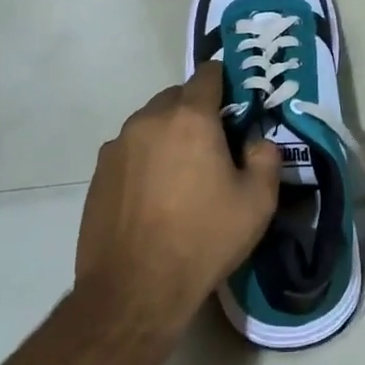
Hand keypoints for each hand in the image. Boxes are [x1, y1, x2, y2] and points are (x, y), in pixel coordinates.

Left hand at [74, 62, 281, 337]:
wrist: (134, 289)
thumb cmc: (204, 239)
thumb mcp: (257, 202)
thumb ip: (266, 158)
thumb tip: (256, 142)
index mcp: (190, 118)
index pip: (208, 75)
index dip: (225, 82)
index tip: (237, 104)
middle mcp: (149, 120)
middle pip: (177, 97)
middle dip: (197, 111)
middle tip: (215, 145)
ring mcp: (117, 146)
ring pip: (151, 124)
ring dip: (169, 135)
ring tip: (183, 175)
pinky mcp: (98, 173)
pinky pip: (130, 151)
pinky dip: (146, 160)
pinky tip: (155, 196)